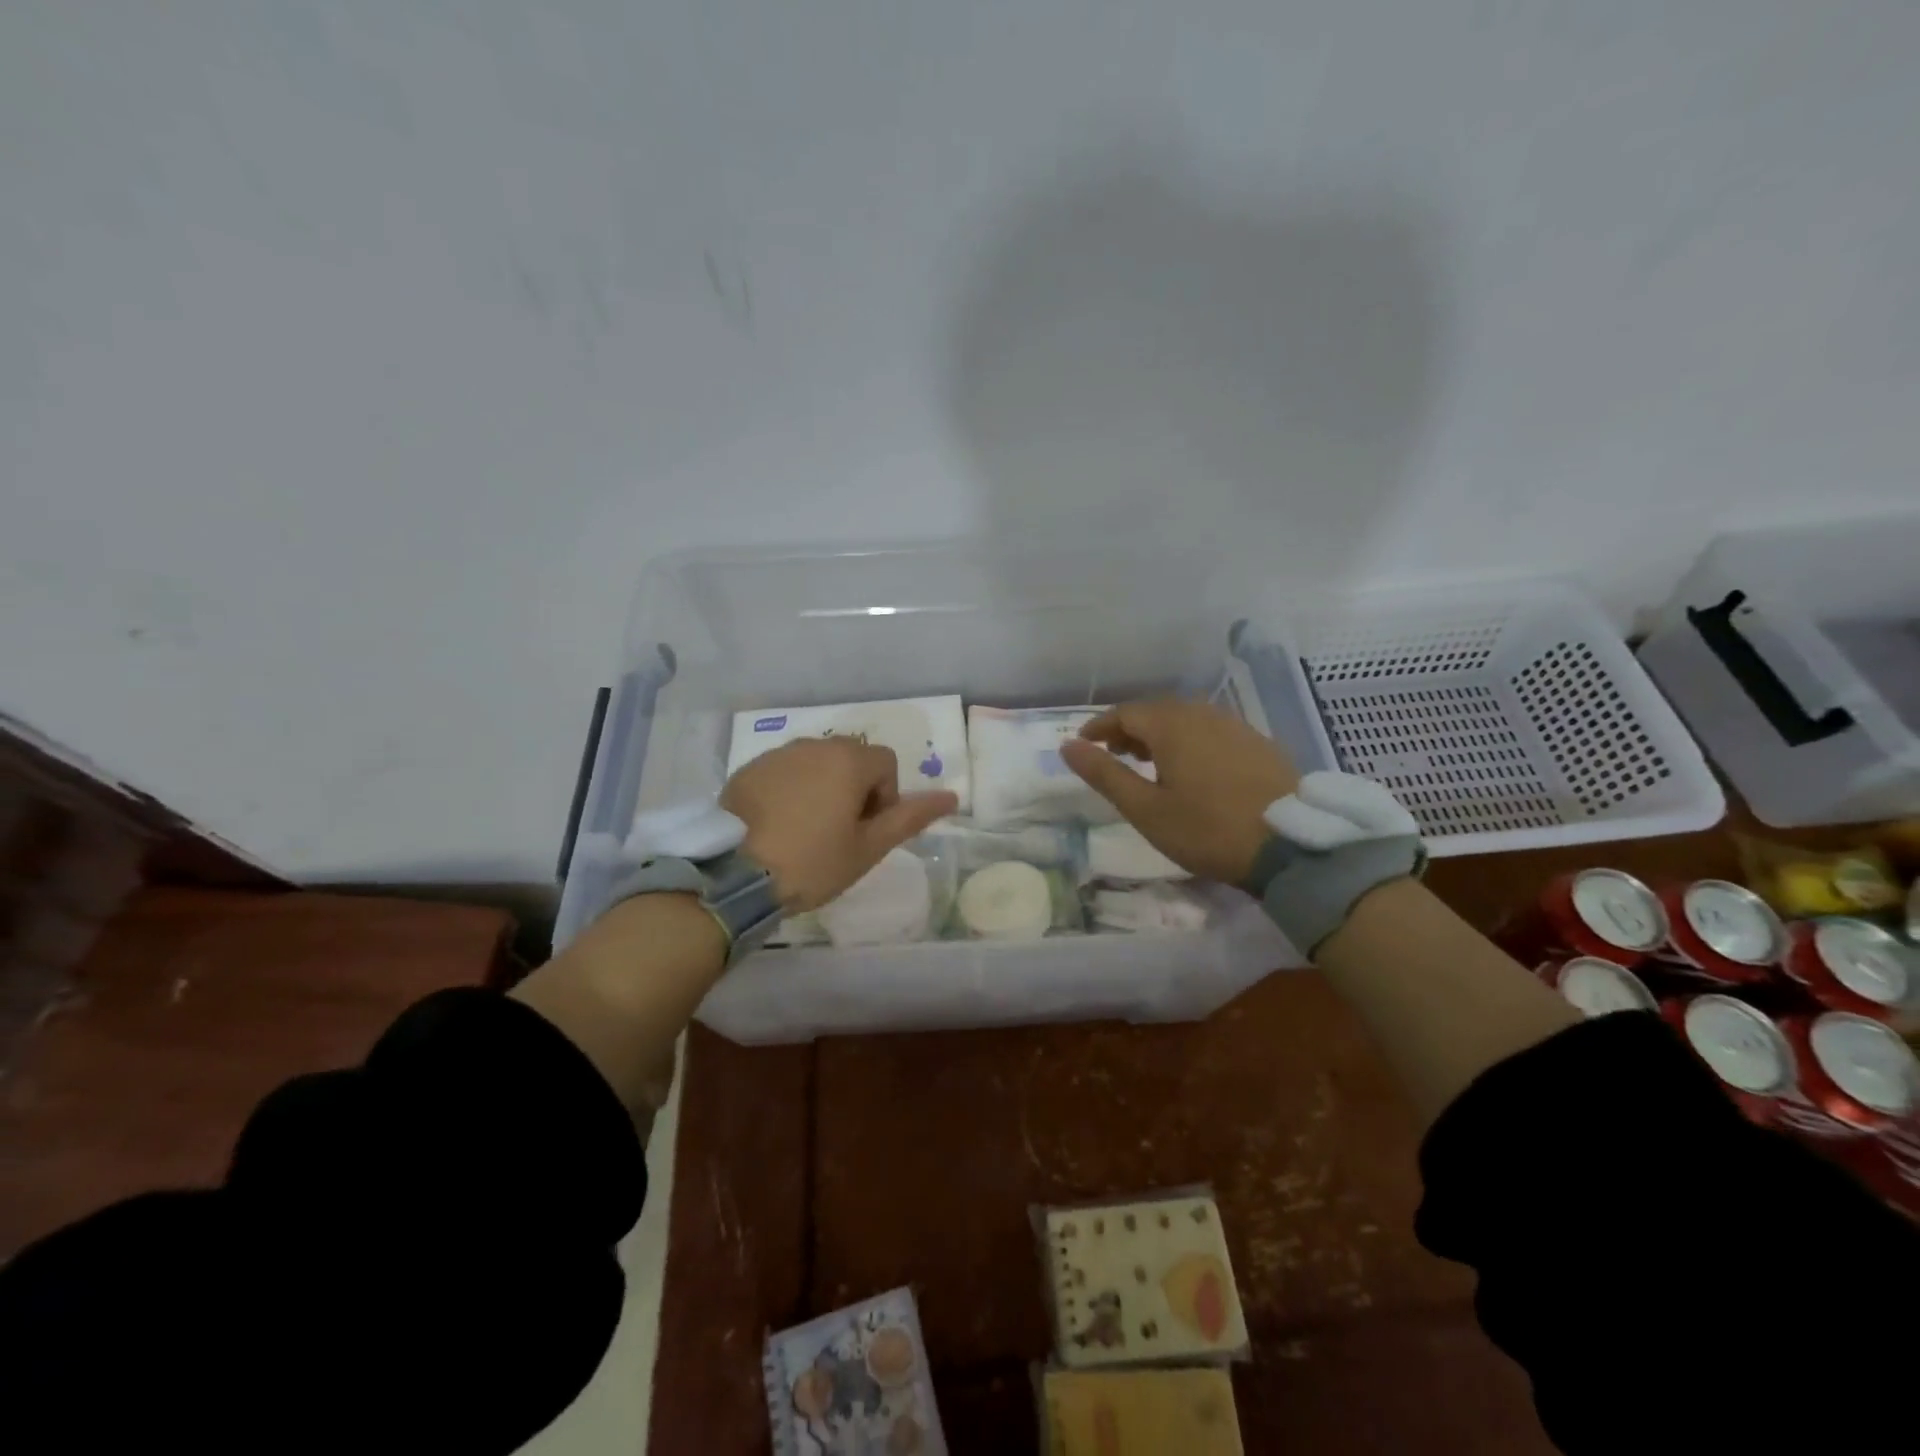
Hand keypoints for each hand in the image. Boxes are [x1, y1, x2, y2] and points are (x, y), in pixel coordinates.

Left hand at [720, 738, 957, 910]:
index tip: (866, 832)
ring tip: (806, 830)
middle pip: (851, 759)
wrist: (733, 875)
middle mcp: (814, 745)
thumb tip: (951, 796)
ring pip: (817, 763)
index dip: (885, 798)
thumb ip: (910, 818)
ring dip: (823, 787)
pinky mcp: (749, 769)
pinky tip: (778, 825)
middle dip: (855, 789)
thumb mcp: (868, 848)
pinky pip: (785, 771)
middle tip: (840, 833)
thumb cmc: (812, 862)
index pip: (886, 764)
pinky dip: (791, 790)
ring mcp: (778, 754)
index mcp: (848, 760)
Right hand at [1059, 700, 1297, 882]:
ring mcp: (1236, 726)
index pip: (1124, 712)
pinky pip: (1211, 731)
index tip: (1083, 744)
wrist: (1291, 845)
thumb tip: (1067, 746)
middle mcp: (1203, 715)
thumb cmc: (1207, 829)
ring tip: (1149, 762)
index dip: (1099, 726)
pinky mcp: (1259, 744)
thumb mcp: (1145, 809)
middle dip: (1129, 729)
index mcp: (1172, 725)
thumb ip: (1104, 774)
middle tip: (1114, 753)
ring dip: (1160, 734)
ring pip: (1186, 719)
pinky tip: (1192, 768)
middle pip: (1156, 711)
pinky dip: (1189, 741)